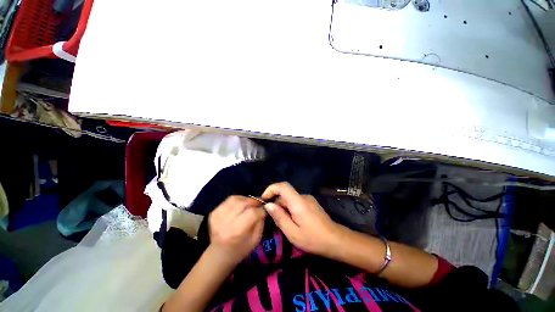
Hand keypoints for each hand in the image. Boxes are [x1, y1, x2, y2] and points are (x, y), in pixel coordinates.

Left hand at [209, 195, 265, 265]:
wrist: (219, 255)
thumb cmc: (240, 249)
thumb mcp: (256, 239)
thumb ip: (260, 222)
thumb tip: (263, 208)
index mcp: (237, 231)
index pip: (252, 213)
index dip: (260, 209)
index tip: (264, 209)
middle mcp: (226, 222)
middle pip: (242, 203)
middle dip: (253, 201)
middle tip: (258, 203)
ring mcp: (217, 217)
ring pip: (235, 199)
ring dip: (245, 199)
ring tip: (249, 203)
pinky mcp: (213, 213)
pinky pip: (228, 201)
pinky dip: (237, 200)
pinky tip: (240, 205)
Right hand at [262, 182, 344, 258]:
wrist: (336, 240)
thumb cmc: (314, 239)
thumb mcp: (293, 233)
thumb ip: (279, 217)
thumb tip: (268, 205)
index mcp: (298, 202)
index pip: (283, 186)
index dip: (271, 189)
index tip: (264, 200)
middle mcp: (303, 196)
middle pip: (285, 194)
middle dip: (275, 203)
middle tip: (272, 219)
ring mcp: (308, 199)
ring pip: (289, 199)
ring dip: (282, 207)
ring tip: (283, 223)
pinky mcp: (310, 203)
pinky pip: (295, 202)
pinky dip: (289, 209)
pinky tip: (291, 222)